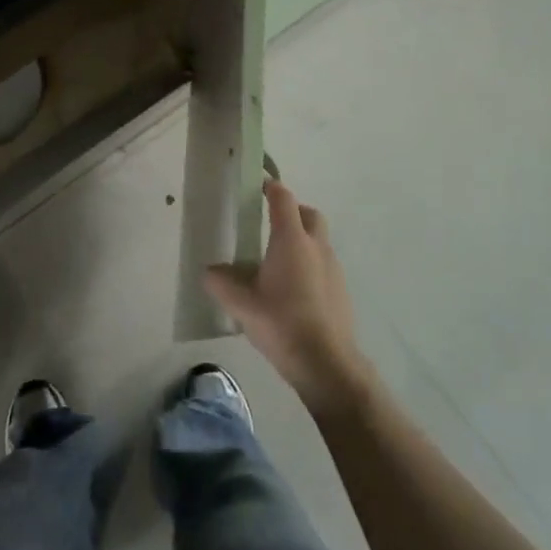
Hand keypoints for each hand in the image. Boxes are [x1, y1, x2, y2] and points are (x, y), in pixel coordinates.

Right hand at [204, 179, 375, 418]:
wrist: (327, 363)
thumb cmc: (282, 323)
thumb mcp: (242, 304)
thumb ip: (222, 283)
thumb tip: (209, 271)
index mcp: (292, 240)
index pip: (284, 199)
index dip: (271, 188)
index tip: (259, 186)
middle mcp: (316, 247)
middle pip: (309, 214)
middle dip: (293, 211)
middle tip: (272, 222)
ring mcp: (333, 268)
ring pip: (319, 240)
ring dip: (303, 240)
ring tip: (279, 260)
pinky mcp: (341, 290)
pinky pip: (324, 264)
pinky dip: (310, 264)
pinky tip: (294, 289)